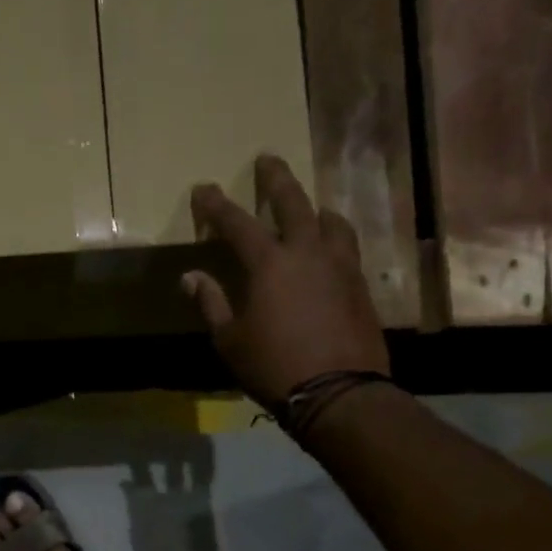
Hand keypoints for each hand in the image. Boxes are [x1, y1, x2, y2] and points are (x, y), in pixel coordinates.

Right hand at [182, 155, 389, 407]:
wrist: (339, 391)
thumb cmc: (272, 366)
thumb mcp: (229, 339)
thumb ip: (211, 303)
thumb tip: (190, 277)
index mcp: (270, 264)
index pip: (237, 223)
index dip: (217, 205)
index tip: (204, 189)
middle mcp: (308, 253)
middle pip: (294, 204)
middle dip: (277, 180)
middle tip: (269, 159)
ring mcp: (341, 267)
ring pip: (331, 222)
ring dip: (316, 209)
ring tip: (311, 208)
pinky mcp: (361, 286)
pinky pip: (347, 249)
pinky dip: (334, 239)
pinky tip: (330, 250)